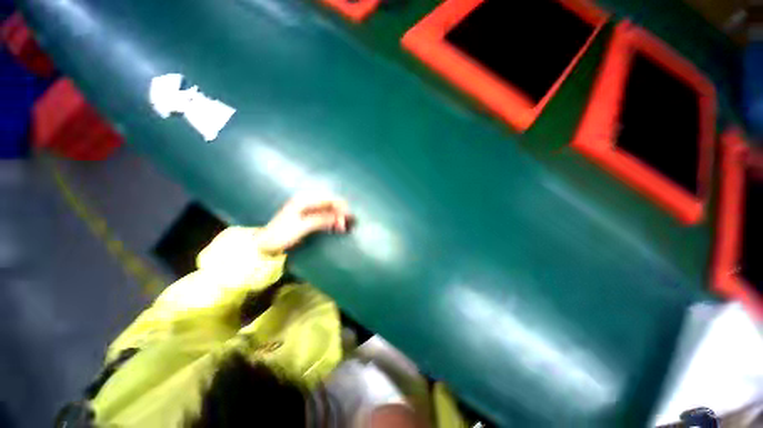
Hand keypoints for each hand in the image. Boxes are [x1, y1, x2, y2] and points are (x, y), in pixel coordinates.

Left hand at [256, 193, 351, 254]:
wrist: (266, 243)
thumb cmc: (282, 234)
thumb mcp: (302, 227)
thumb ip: (321, 220)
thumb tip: (339, 217)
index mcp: (304, 199)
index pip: (328, 199)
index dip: (341, 207)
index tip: (349, 217)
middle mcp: (307, 200)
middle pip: (330, 203)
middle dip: (339, 213)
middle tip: (344, 226)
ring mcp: (308, 208)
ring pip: (328, 209)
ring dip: (336, 218)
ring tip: (341, 228)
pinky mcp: (308, 215)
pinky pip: (324, 215)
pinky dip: (330, 220)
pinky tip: (335, 227)